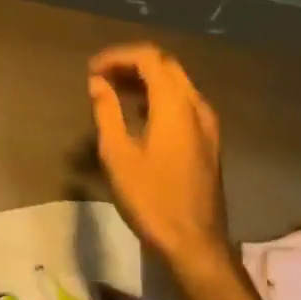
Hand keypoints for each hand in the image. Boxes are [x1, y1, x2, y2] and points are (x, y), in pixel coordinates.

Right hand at [88, 44, 229, 278]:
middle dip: (132, 63)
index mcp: (175, 104)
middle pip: (166, 65)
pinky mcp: (208, 140)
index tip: (92, 69)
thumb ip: (107, 111)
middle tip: (101, 76)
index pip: (149, 57)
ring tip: (113, 90)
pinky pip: (183, 102)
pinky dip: (159, 96)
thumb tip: (97, 82)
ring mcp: (207, 123)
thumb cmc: (151, 199)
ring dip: (145, 79)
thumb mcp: (117, 155)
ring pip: (177, 83)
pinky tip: (138, 113)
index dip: (118, 56)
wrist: (195, 243)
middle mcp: (197, 105)